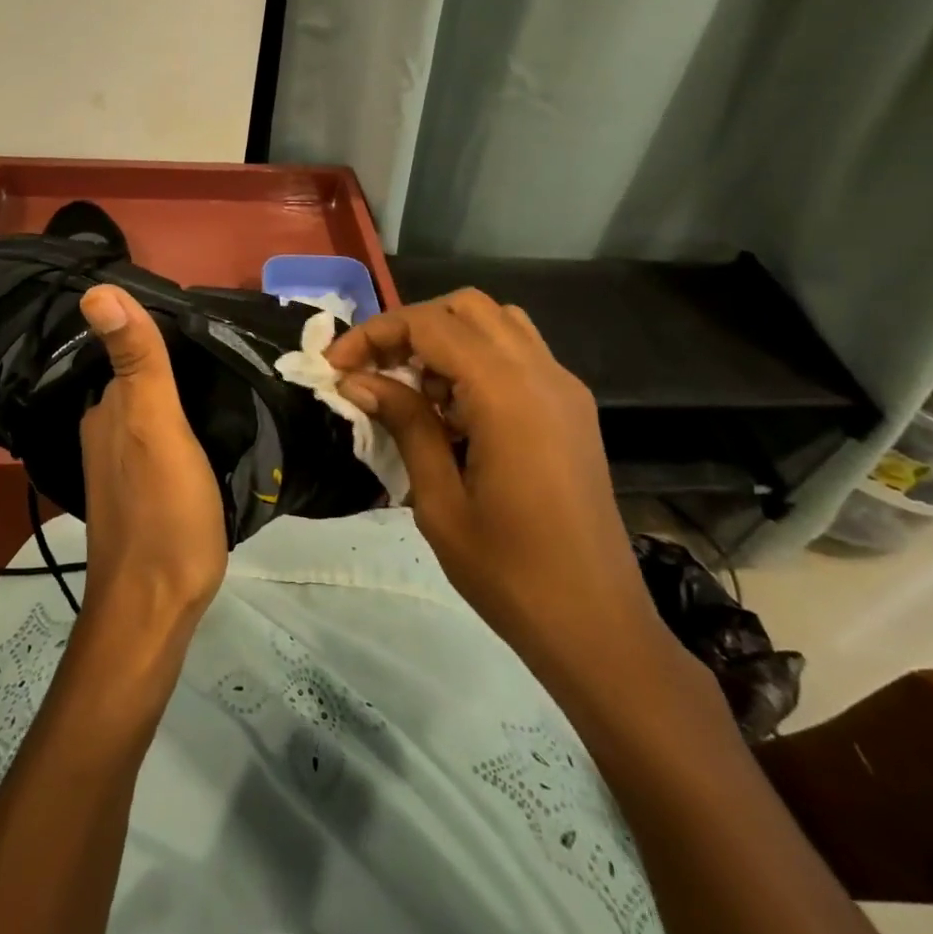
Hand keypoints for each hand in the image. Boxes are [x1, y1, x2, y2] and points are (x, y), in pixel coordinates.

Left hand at [75, 285, 227, 637]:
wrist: (155, 608)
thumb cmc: (162, 512)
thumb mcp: (154, 425)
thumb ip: (136, 359)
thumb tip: (95, 290)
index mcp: (109, 408)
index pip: (136, 349)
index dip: (174, 333)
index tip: (221, 323)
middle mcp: (106, 429)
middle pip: (147, 380)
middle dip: (184, 364)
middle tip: (240, 353)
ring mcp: (122, 465)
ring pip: (157, 412)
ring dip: (189, 398)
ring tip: (237, 387)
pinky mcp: (144, 492)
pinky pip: (166, 442)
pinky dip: (190, 430)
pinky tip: (218, 434)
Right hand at [328, 290, 672, 685]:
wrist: (597, 625)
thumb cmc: (509, 572)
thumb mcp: (439, 501)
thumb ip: (404, 424)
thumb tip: (358, 380)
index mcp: (508, 395)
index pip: (431, 325)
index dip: (375, 334)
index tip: (335, 367)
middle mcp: (543, 374)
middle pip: (466, 307)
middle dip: (410, 326)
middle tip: (372, 370)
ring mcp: (565, 388)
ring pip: (496, 322)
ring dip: (446, 337)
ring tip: (413, 388)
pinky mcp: (572, 408)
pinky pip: (519, 353)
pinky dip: (477, 358)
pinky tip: (454, 409)